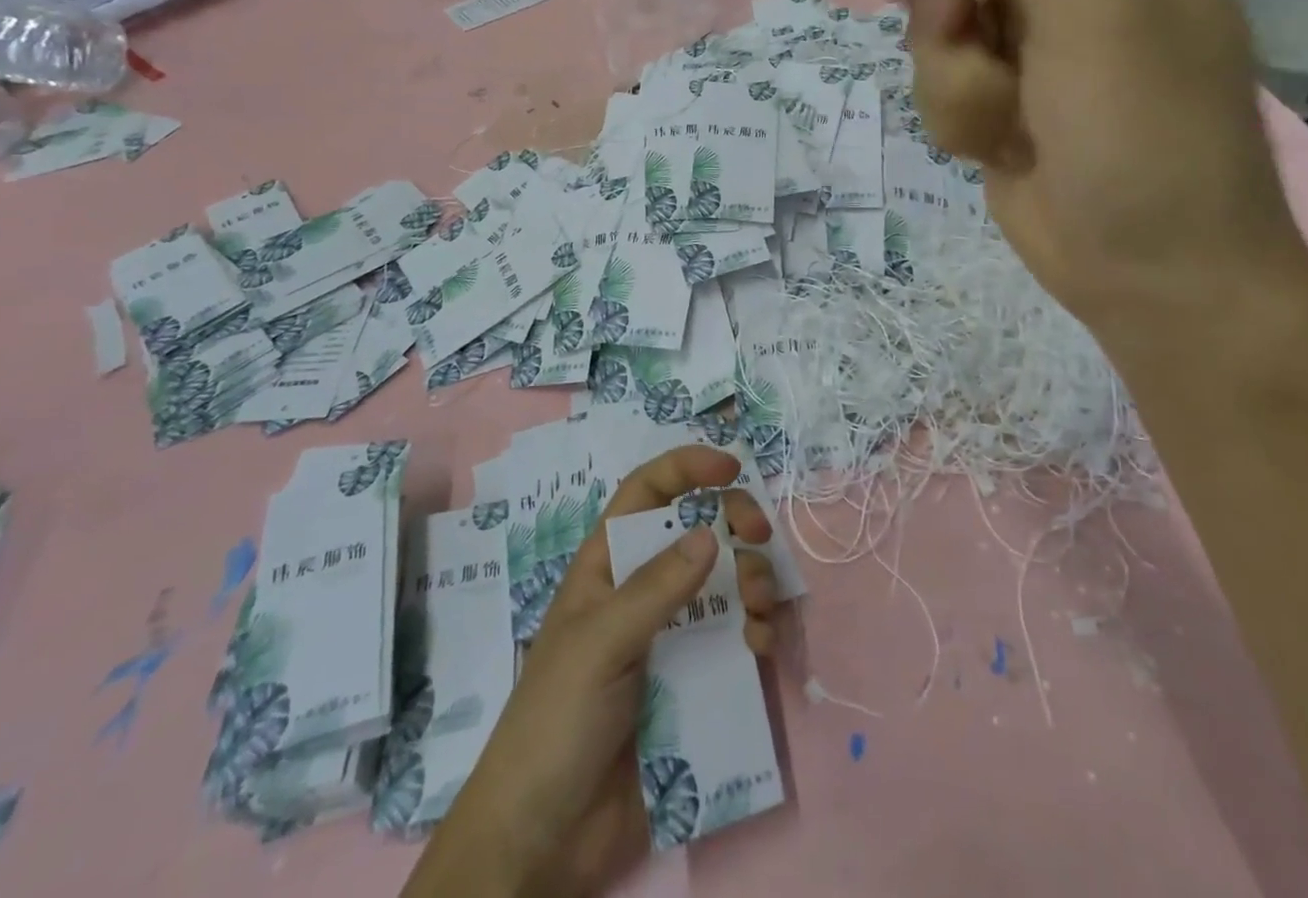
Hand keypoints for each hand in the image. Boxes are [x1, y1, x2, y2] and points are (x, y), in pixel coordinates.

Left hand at [410, 447, 776, 897]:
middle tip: (759, 536)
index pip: (647, 494)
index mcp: (608, 566)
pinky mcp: (697, 681)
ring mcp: (672, 636)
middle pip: (697, 530)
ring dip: (752, 578)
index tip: (731, 468)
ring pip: (726, 581)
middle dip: (733, 521)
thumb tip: (710, 532)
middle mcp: (643, 591)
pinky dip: (757, 631)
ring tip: (759, 604)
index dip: (686, 468)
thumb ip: (656, 587)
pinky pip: (736, 638)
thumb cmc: (557, 720)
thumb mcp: (600, 642)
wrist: (547, 838)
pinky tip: (760, 646)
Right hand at [885, 0, 1307, 329]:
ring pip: (934, 12)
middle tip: (956, 18)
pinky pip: (937, 74)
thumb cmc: (1144, 130)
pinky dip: (956, 109)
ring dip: (949, 63)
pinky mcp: (995, 95)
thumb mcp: (1093, 2)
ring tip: (1001, 106)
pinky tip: (998, 143)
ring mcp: (1027, 39)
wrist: (1151, 272)